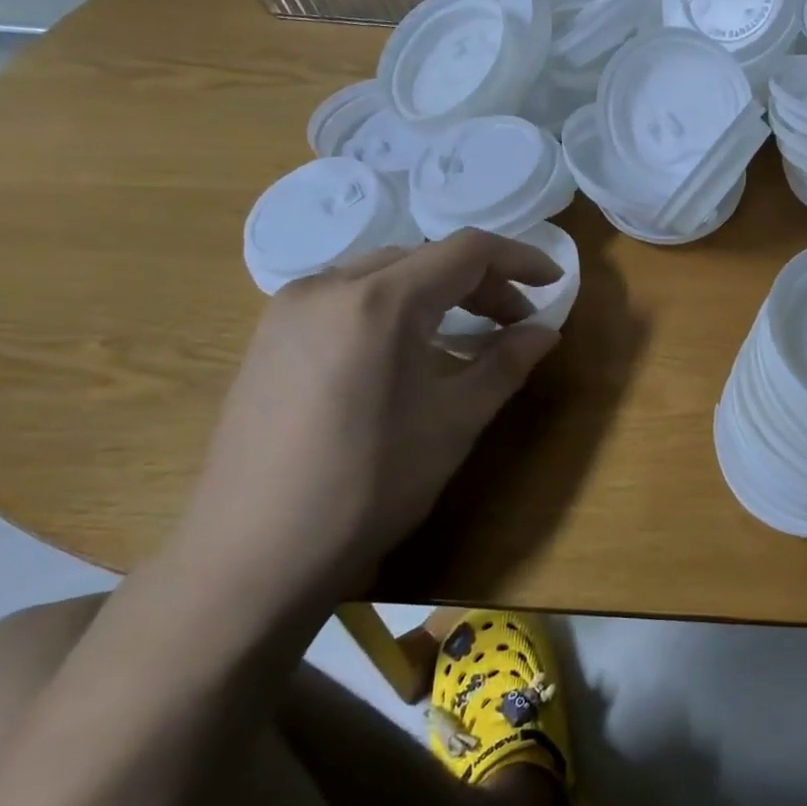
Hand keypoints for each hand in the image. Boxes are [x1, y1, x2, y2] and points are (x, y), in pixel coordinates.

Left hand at [175, 231, 563, 606]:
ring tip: (465, 336)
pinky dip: (394, 307)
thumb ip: (505, 364)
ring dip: (436, 292)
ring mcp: (289, 308)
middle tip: (514, 324)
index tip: (554, 283)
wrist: (252, 554)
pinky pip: (347, 297)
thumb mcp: (455, 422)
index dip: (519, 260)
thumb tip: (545, 331)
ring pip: (384, 273)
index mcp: (380, 301)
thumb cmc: (369, 485)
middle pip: (424, 258)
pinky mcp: (269, 335)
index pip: (466, 251)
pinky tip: (407, 351)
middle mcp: (328, 285)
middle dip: (480, 282)